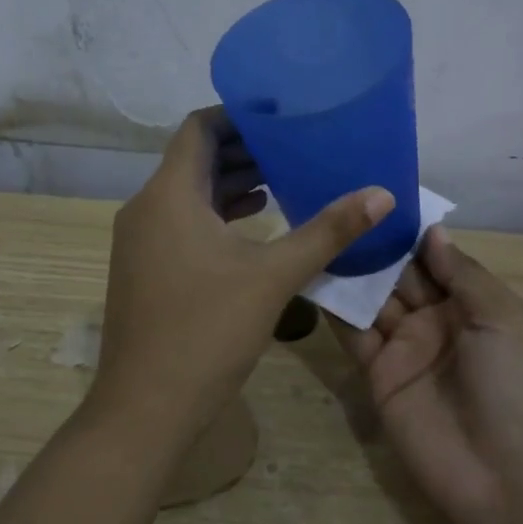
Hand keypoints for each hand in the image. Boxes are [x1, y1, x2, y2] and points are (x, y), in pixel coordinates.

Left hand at [92, 107, 394, 440]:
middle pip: (195, 160)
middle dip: (244, 151)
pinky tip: (254, 227)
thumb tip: (382, 194)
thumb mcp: (274, 277)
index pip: (200, 129)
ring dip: (231, 184)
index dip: (239, 116)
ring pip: (188, 194)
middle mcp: (146, 208)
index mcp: (169, 195)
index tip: (282, 117)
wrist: (145, 407)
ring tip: (282, 181)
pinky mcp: (143, 268)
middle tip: (295, 148)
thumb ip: (328, 231)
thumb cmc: (207, 331)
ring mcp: (140, 241)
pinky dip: (216, 216)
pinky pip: (181, 223)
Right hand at [333, 226, 522, 523]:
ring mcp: (407, 350)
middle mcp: (439, 323)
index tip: (379, 196)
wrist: (508, 480)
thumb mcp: (505, 320)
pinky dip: (335, 310)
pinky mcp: (378, 377)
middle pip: (402, 276)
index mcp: (477, 306)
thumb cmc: (519, 387)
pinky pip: (354, 336)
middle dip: (377, 247)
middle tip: (338, 205)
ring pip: (374, 301)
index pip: (438, 260)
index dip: (412, 233)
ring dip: (352, 272)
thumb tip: (433, 231)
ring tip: (319, 231)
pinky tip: (313, 274)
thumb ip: (464, 274)